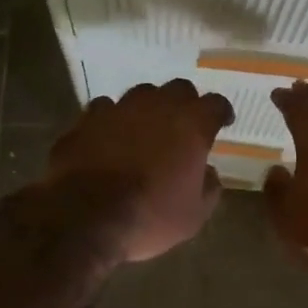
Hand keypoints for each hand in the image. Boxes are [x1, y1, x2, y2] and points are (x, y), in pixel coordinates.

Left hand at [45, 80, 233, 261]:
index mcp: (191, 125)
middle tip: (183, 125)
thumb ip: (209, 188)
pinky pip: (104, 109)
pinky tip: (108, 137)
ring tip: (144, 130)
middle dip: (185, 103)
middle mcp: (157, 106)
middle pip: (178, 89)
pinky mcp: (87, 120)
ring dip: (147, 108)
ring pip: (140, 95)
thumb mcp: (193, 216)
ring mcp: (118, 109)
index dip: (221, 112)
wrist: (85, 218)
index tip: (222, 122)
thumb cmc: (149, 217)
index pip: (216, 104)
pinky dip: (111, 120)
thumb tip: (208, 172)